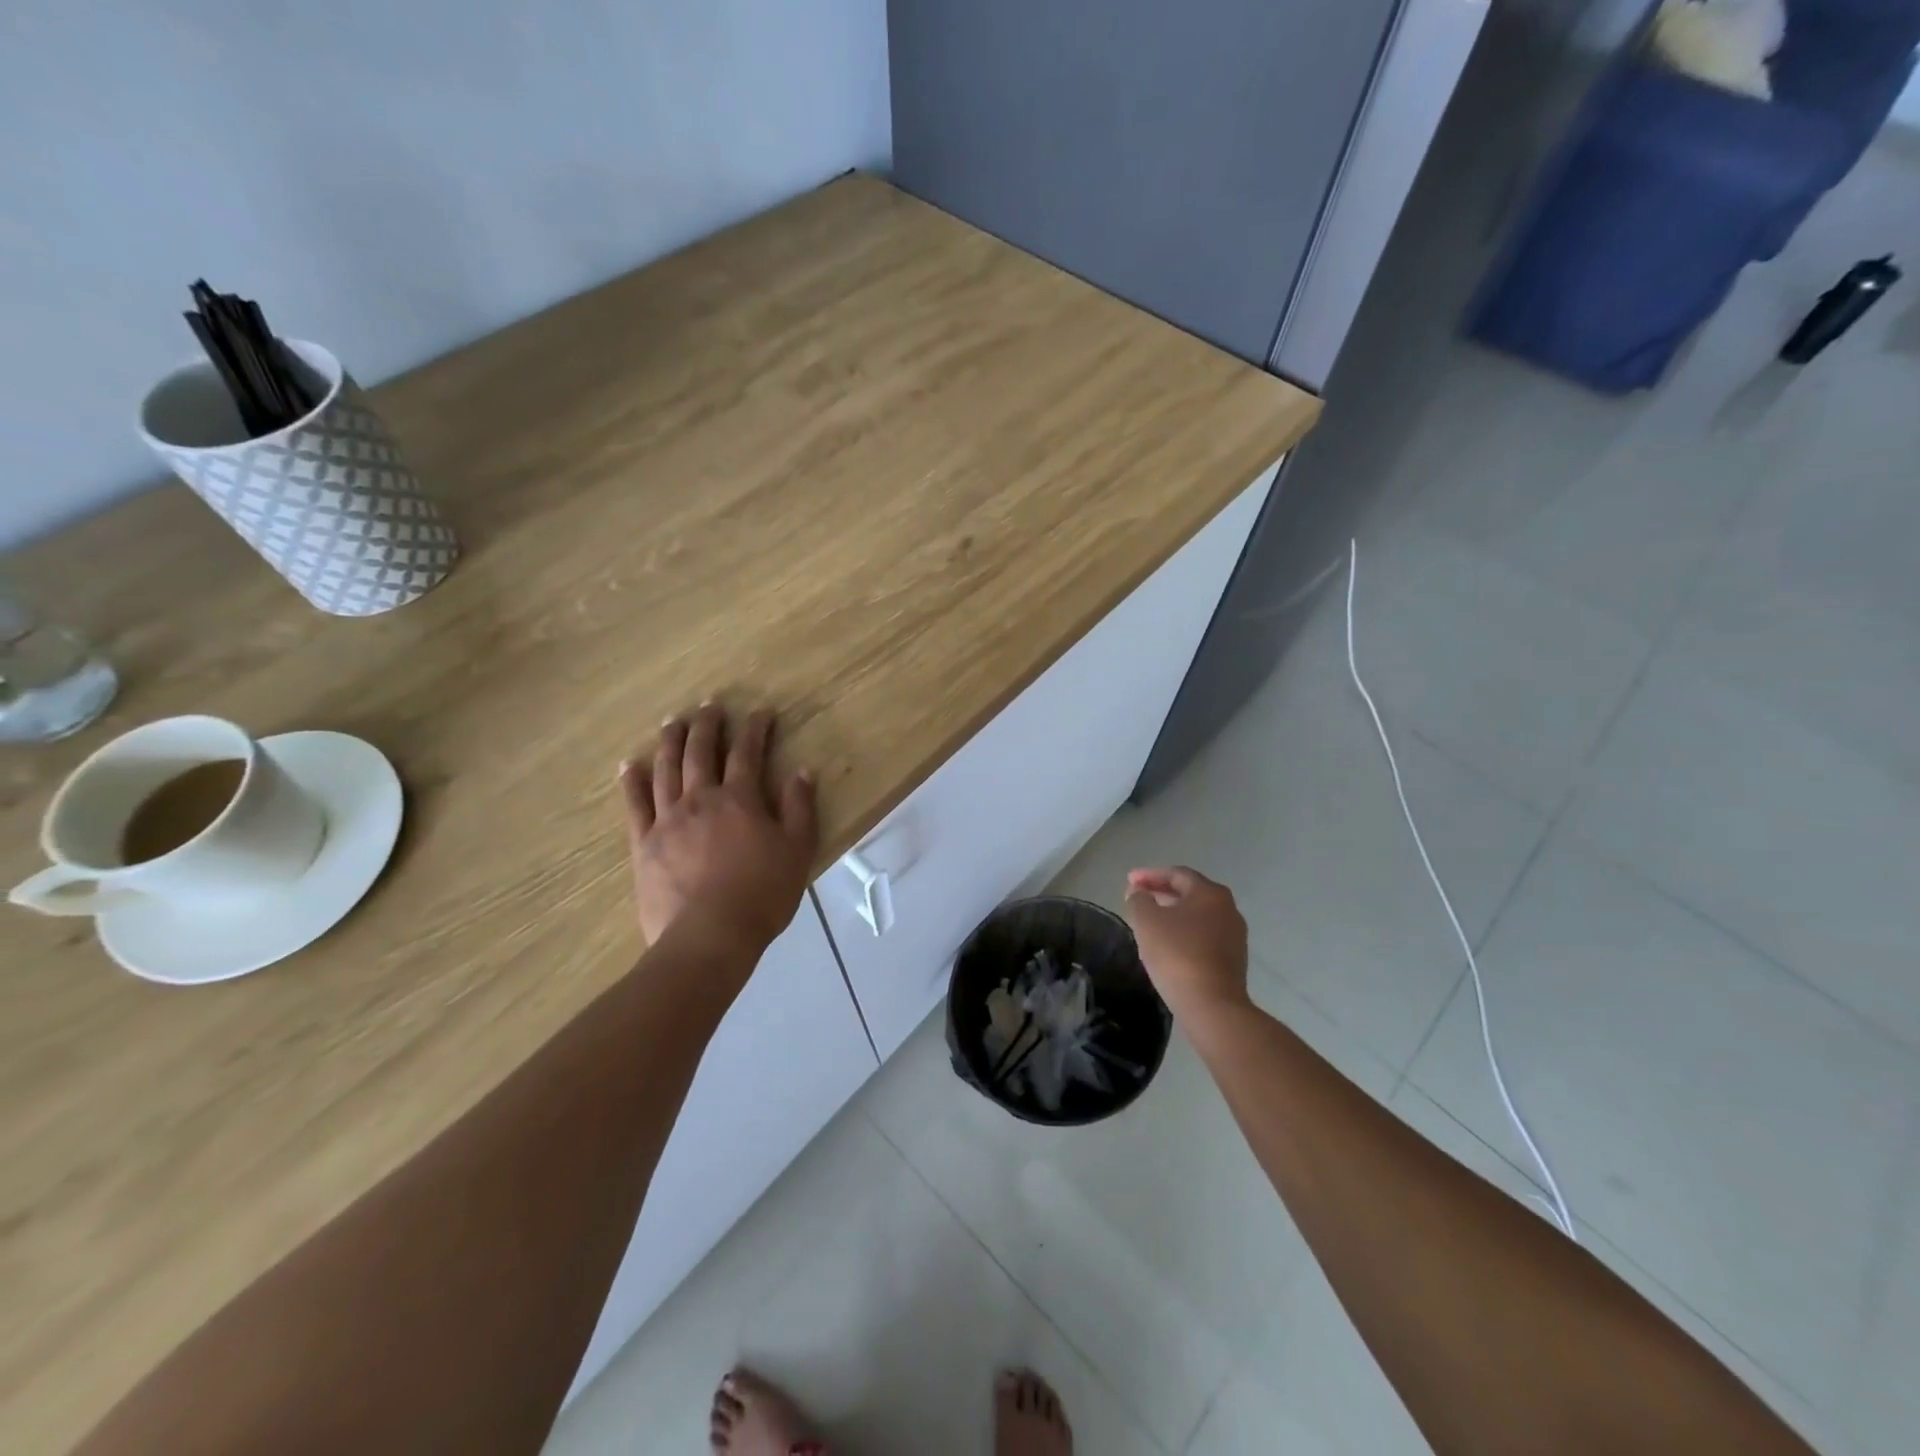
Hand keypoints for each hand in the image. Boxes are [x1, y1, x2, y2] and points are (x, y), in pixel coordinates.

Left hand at [619, 705, 818, 953]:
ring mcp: (668, 820)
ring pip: (666, 770)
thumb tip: (802, 771)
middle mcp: (701, 799)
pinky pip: (635, 805)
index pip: (748, 753)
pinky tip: (629, 765)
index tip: (761, 713)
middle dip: (707, 725)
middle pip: (700, 752)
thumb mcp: (797, 850)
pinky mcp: (644, 844)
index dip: (755, 729)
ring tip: (672, 722)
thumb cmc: (762, 894)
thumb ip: (800, 807)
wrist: (710, 937)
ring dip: (670, 742)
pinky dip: (632, 782)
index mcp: (740, 799)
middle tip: (709, 706)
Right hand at [1124, 866, 1250, 1022]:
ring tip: (1150, 920)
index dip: (1150, 875)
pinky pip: (1204, 936)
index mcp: (1210, 893)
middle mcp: (1228, 909)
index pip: (1177, 874)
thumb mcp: (1147, 921)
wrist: (1212, 1005)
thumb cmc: (1177, 954)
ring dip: (1173, 913)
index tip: (1128, 881)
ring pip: (1198, 915)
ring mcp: (1234, 935)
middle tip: (1138, 897)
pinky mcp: (1233, 960)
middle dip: (1161, 892)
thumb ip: (1139, 899)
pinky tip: (1168, 943)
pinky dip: (1184, 932)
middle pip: (1190, 893)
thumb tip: (1140, 893)